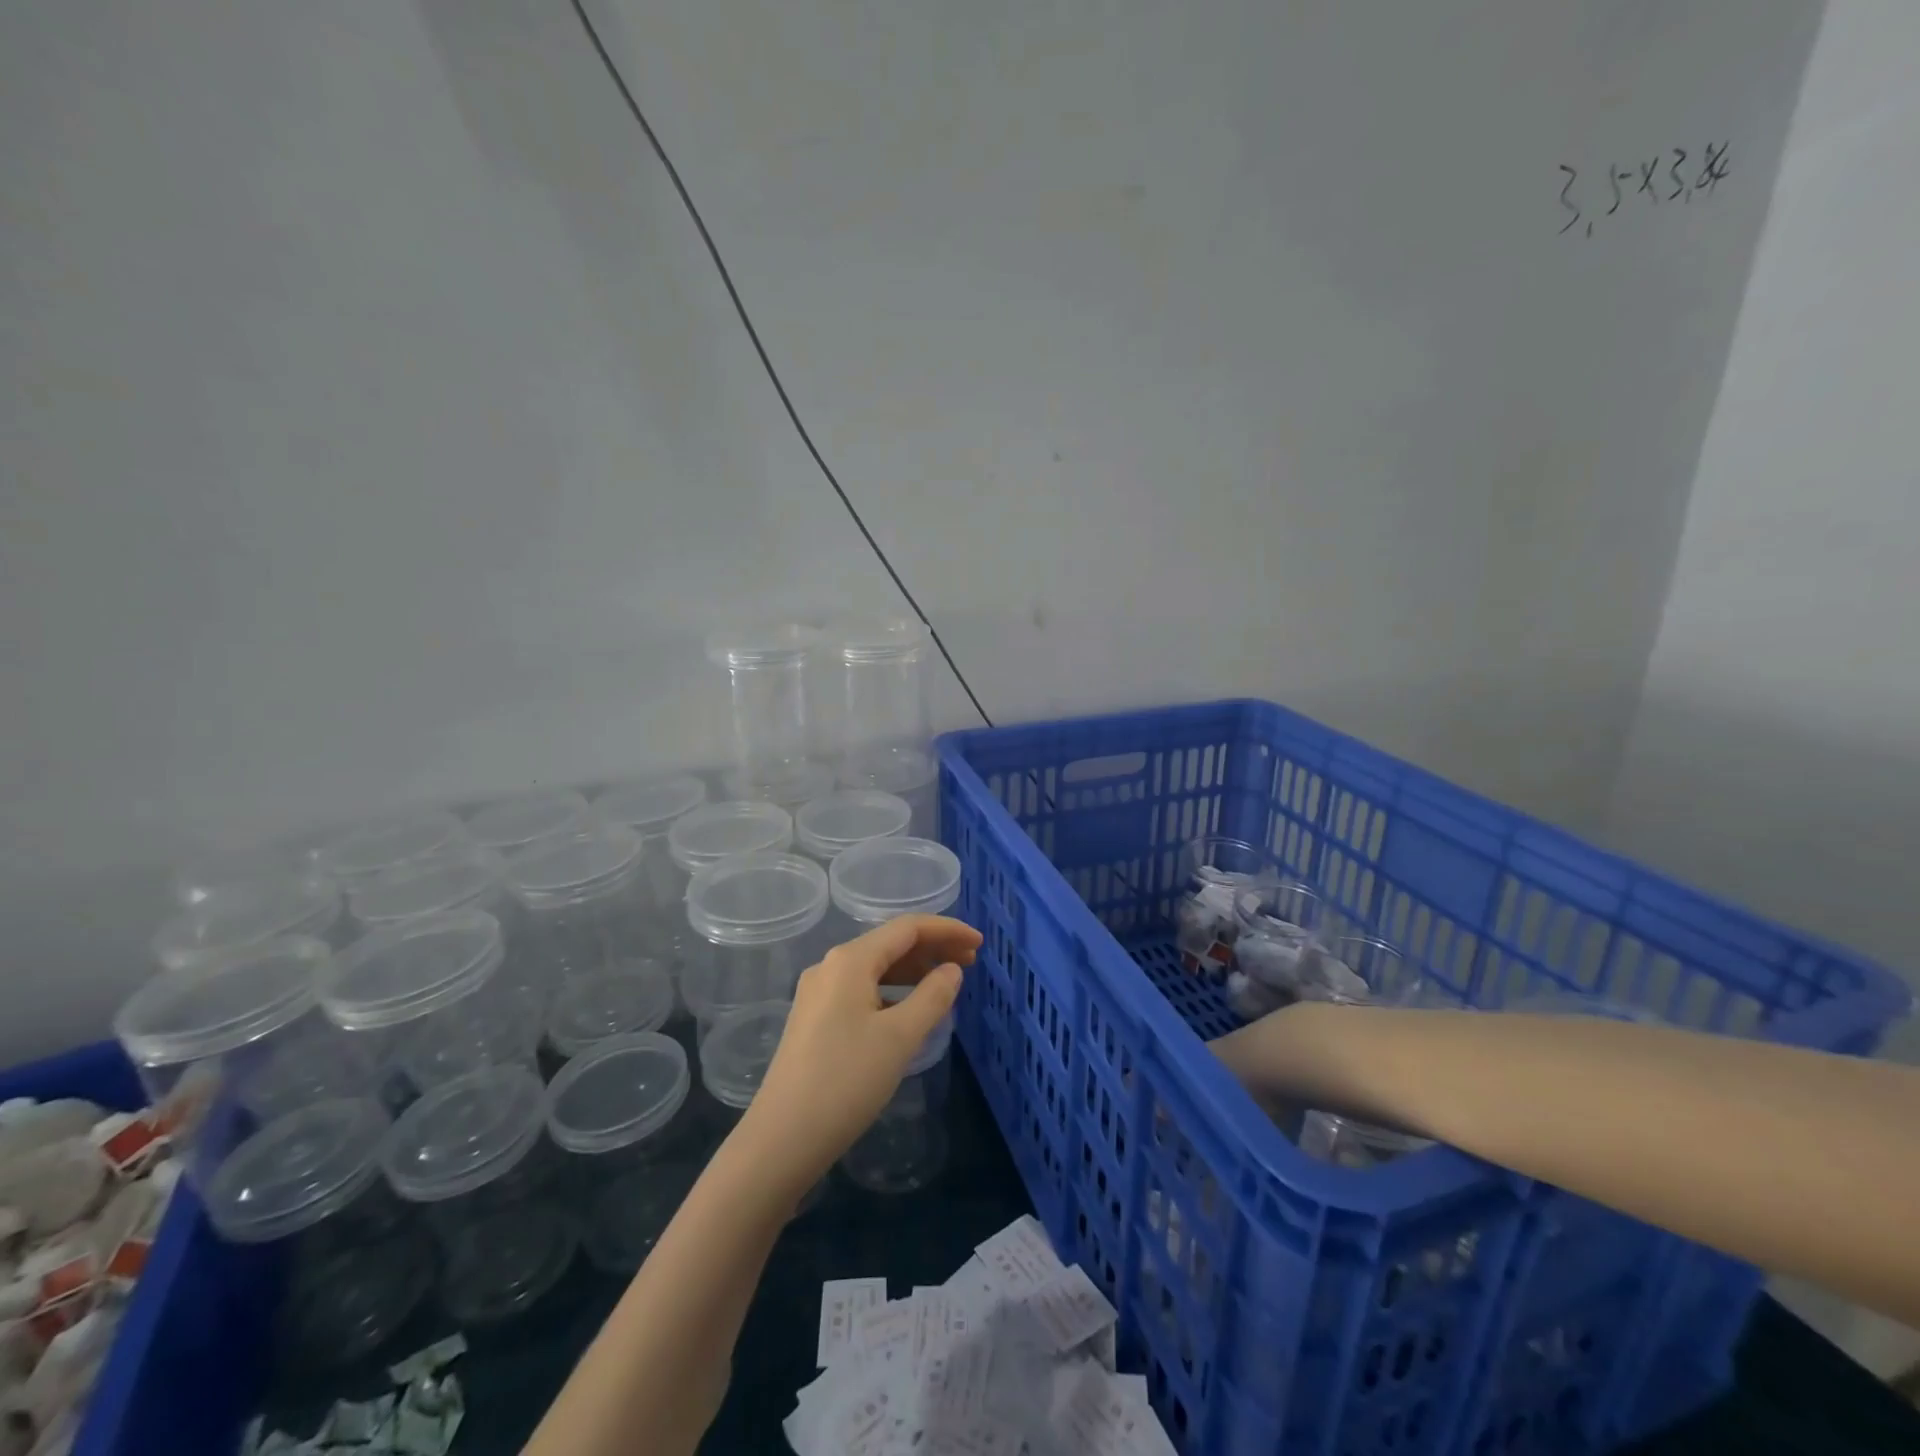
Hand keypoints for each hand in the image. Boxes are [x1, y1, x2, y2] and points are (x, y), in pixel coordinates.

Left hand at [739, 914, 980, 1189]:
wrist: (783, 1138)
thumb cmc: (847, 1081)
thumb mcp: (900, 1038)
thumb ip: (933, 996)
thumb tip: (952, 970)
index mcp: (850, 960)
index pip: (907, 928)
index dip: (947, 930)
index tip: (980, 943)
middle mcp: (831, 966)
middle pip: (890, 943)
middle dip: (932, 948)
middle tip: (971, 963)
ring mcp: (819, 992)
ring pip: (876, 967)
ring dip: (913, 970)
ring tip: (947, 983)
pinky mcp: (815, 1018)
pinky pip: (862, 989)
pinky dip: (893, 990)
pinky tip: (910, 1009)